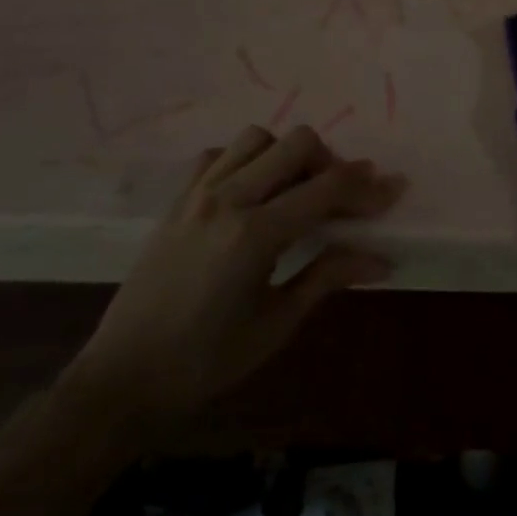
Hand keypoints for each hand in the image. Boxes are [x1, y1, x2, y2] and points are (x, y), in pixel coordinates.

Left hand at [60, 124, 404, 439]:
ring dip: (287, 155)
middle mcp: (227, 199)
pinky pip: (218, 155)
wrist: (123, 377)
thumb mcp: (276, 323)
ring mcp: (196, 195)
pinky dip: (245, 161)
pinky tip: (253, 192)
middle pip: (296, 143)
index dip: (367, 187)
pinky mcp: (176, 201)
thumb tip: (381, 259)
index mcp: (255, 234)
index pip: (326, 189)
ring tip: (298, 191)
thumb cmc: (206, 361)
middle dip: (332, 163)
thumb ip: (328, 277)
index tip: (394, 190)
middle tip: (343, 199)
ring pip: (257, 138)